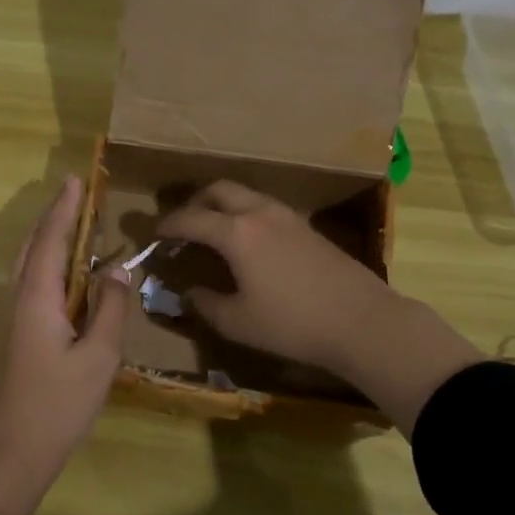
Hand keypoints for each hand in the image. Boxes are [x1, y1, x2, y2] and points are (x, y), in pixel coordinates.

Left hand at [0, 176, 132, 514]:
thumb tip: (120, 269)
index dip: (64, 208)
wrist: (9, 453)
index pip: (51, 239)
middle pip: (32, 245)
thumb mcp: (99, 358)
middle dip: (53, 217)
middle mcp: (16, 298)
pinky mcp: (10, 335)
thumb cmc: (58, 405)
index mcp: (36, 297)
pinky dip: (45, 263)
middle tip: (77, 194)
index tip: (75, 180)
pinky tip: (63, 275)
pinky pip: (28, 282)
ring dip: (47, 238)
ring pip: (26, 264)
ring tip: (73, 225)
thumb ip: (111, 309)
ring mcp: (8, 317)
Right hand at [156, 181, 484, 434]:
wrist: (361, 321)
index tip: (153, 232)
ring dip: (223, 205)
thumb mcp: (238, 322)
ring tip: (213, 231)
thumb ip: (207, 303)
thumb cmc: (291, 324)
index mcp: (236, 232)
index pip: (191, 218)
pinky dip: (245, 214)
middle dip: (195, 202)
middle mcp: (260, 213)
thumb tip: (190, 292)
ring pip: (245, 195)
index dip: (168, 224)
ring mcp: (288, 216)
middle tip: (183, 224)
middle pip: (219, 190)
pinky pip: (265, 207)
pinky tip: (248, 242)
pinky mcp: (307, 227)